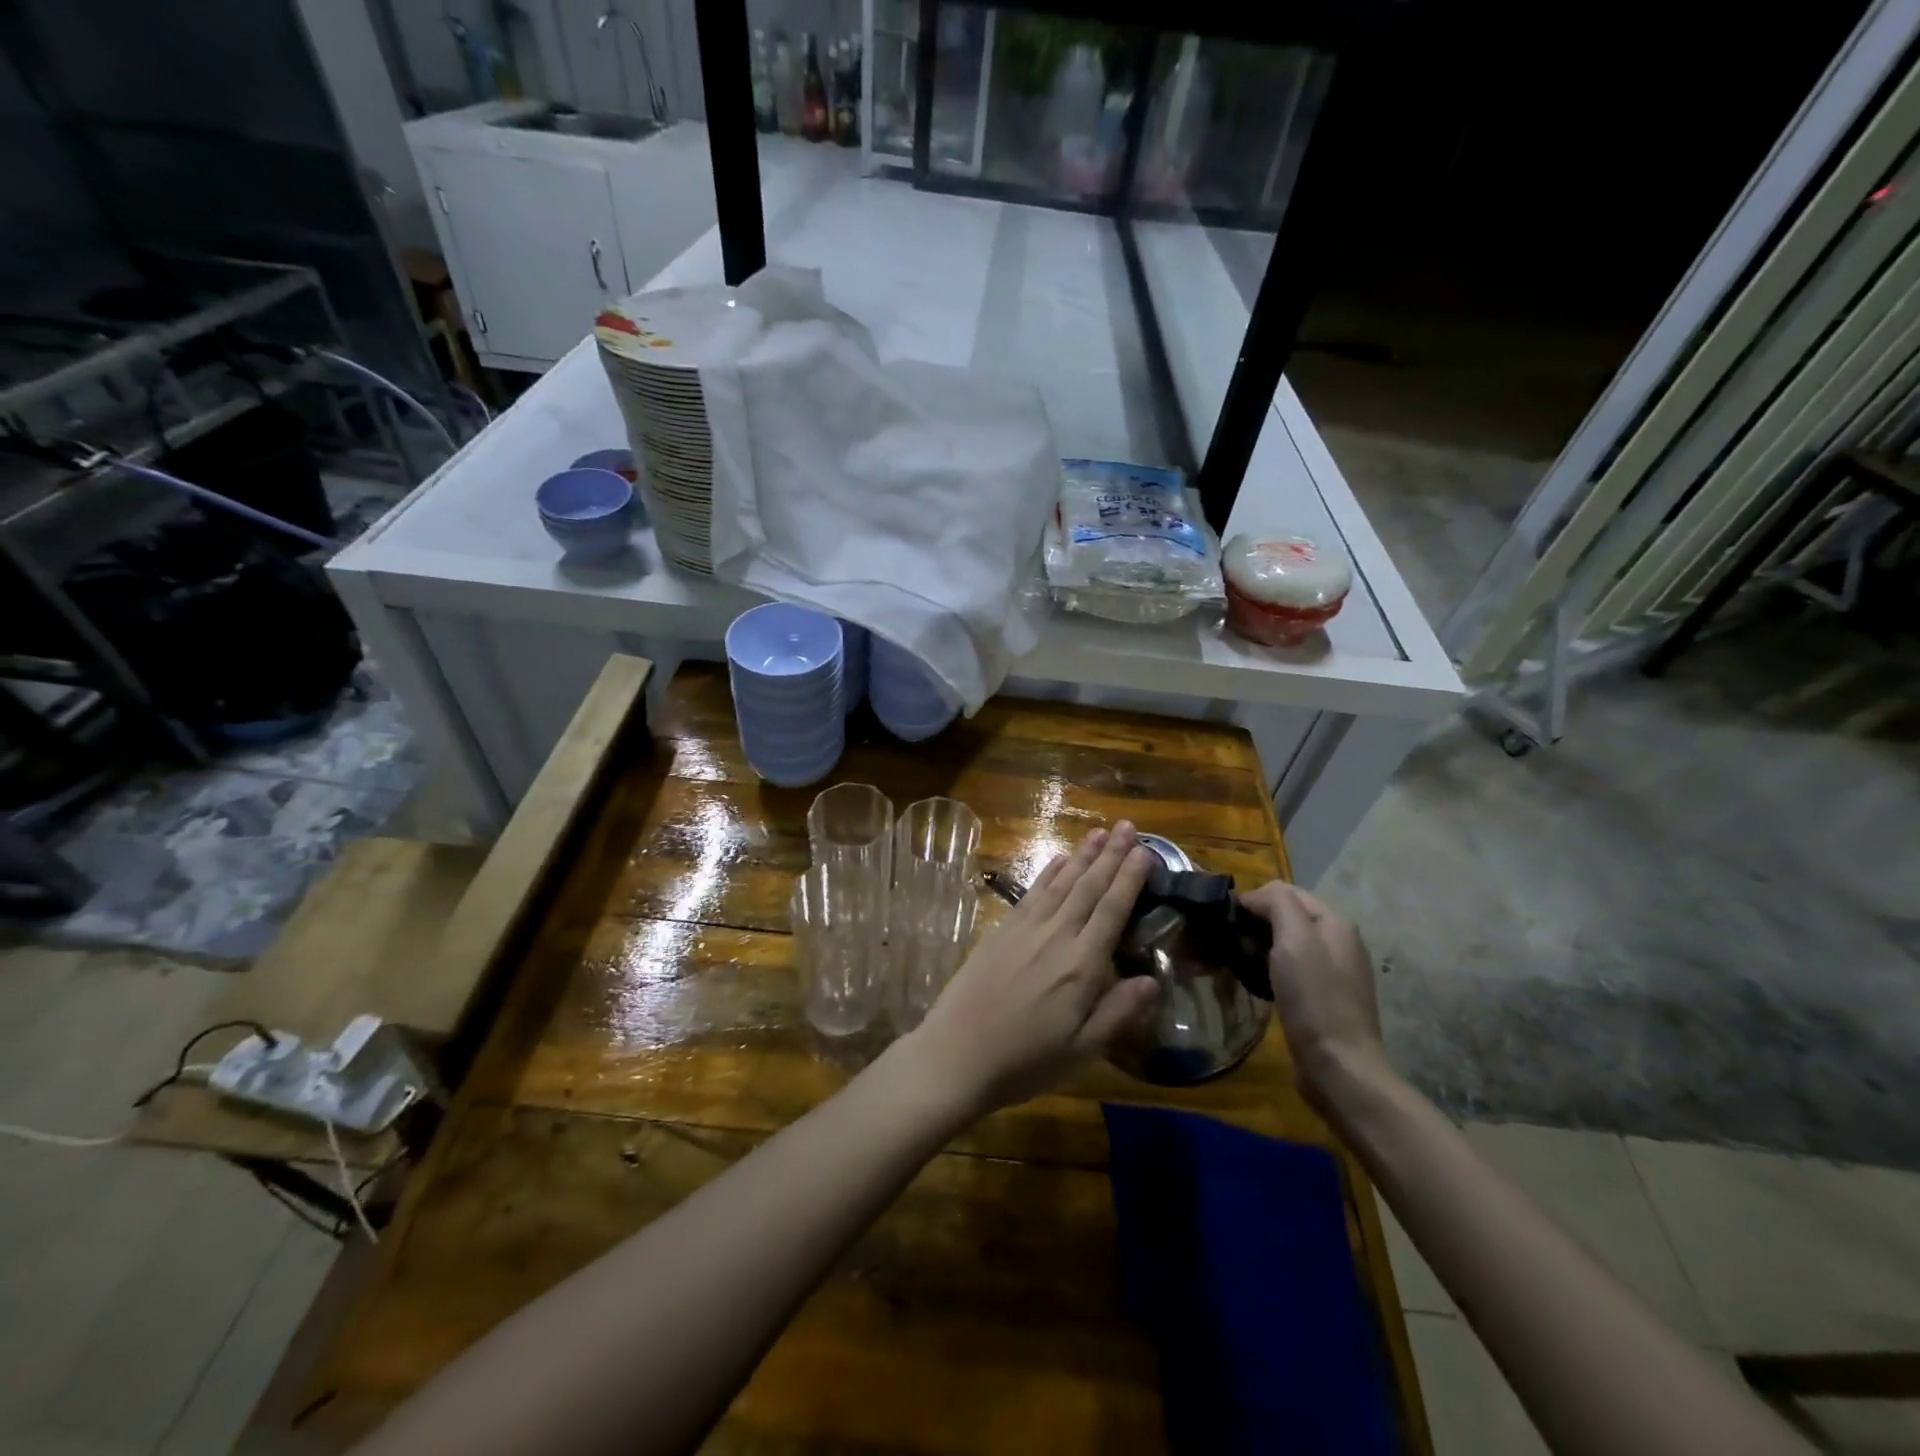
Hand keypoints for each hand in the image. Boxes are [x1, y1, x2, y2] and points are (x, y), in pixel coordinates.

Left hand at [906, 823, 1159, 1117]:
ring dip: (1082, 856)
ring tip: (1100, 833)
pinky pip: (1032, 892)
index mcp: (1081, 965)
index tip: (1145, 851)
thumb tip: (1154, 980)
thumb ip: (1118, 1012)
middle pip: (1088, 887)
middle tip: (1128, 826)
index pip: (1112, 910)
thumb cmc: (1025, 1060)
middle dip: (1111, 855)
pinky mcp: (1001, 931)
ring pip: (1060, 883)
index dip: (1129, 878)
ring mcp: (1025, 929)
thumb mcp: (1082, 1050)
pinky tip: (1059, 859)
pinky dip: (1048, 872)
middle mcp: (1055, 936)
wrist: (957, 1055)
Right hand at [1238, 881, 1390, 1106]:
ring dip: (1259, 947)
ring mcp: (1332, 973)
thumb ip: (1277, 904)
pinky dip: (1268, 970)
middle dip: (1256, 923)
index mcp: (1335, 924)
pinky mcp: (1322, 999)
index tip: (1226, 918)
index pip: (1287, 892)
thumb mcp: (1294, 940)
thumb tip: (1254, 897)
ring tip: (1235, 961)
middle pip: (1288, 917)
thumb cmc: (1315, 998)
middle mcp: (1338, 943)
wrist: (1338, 1066)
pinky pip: (1289, 971)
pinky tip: (1254, 982)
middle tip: (1228, 942)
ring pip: (1286, 945)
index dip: (1255, 898)